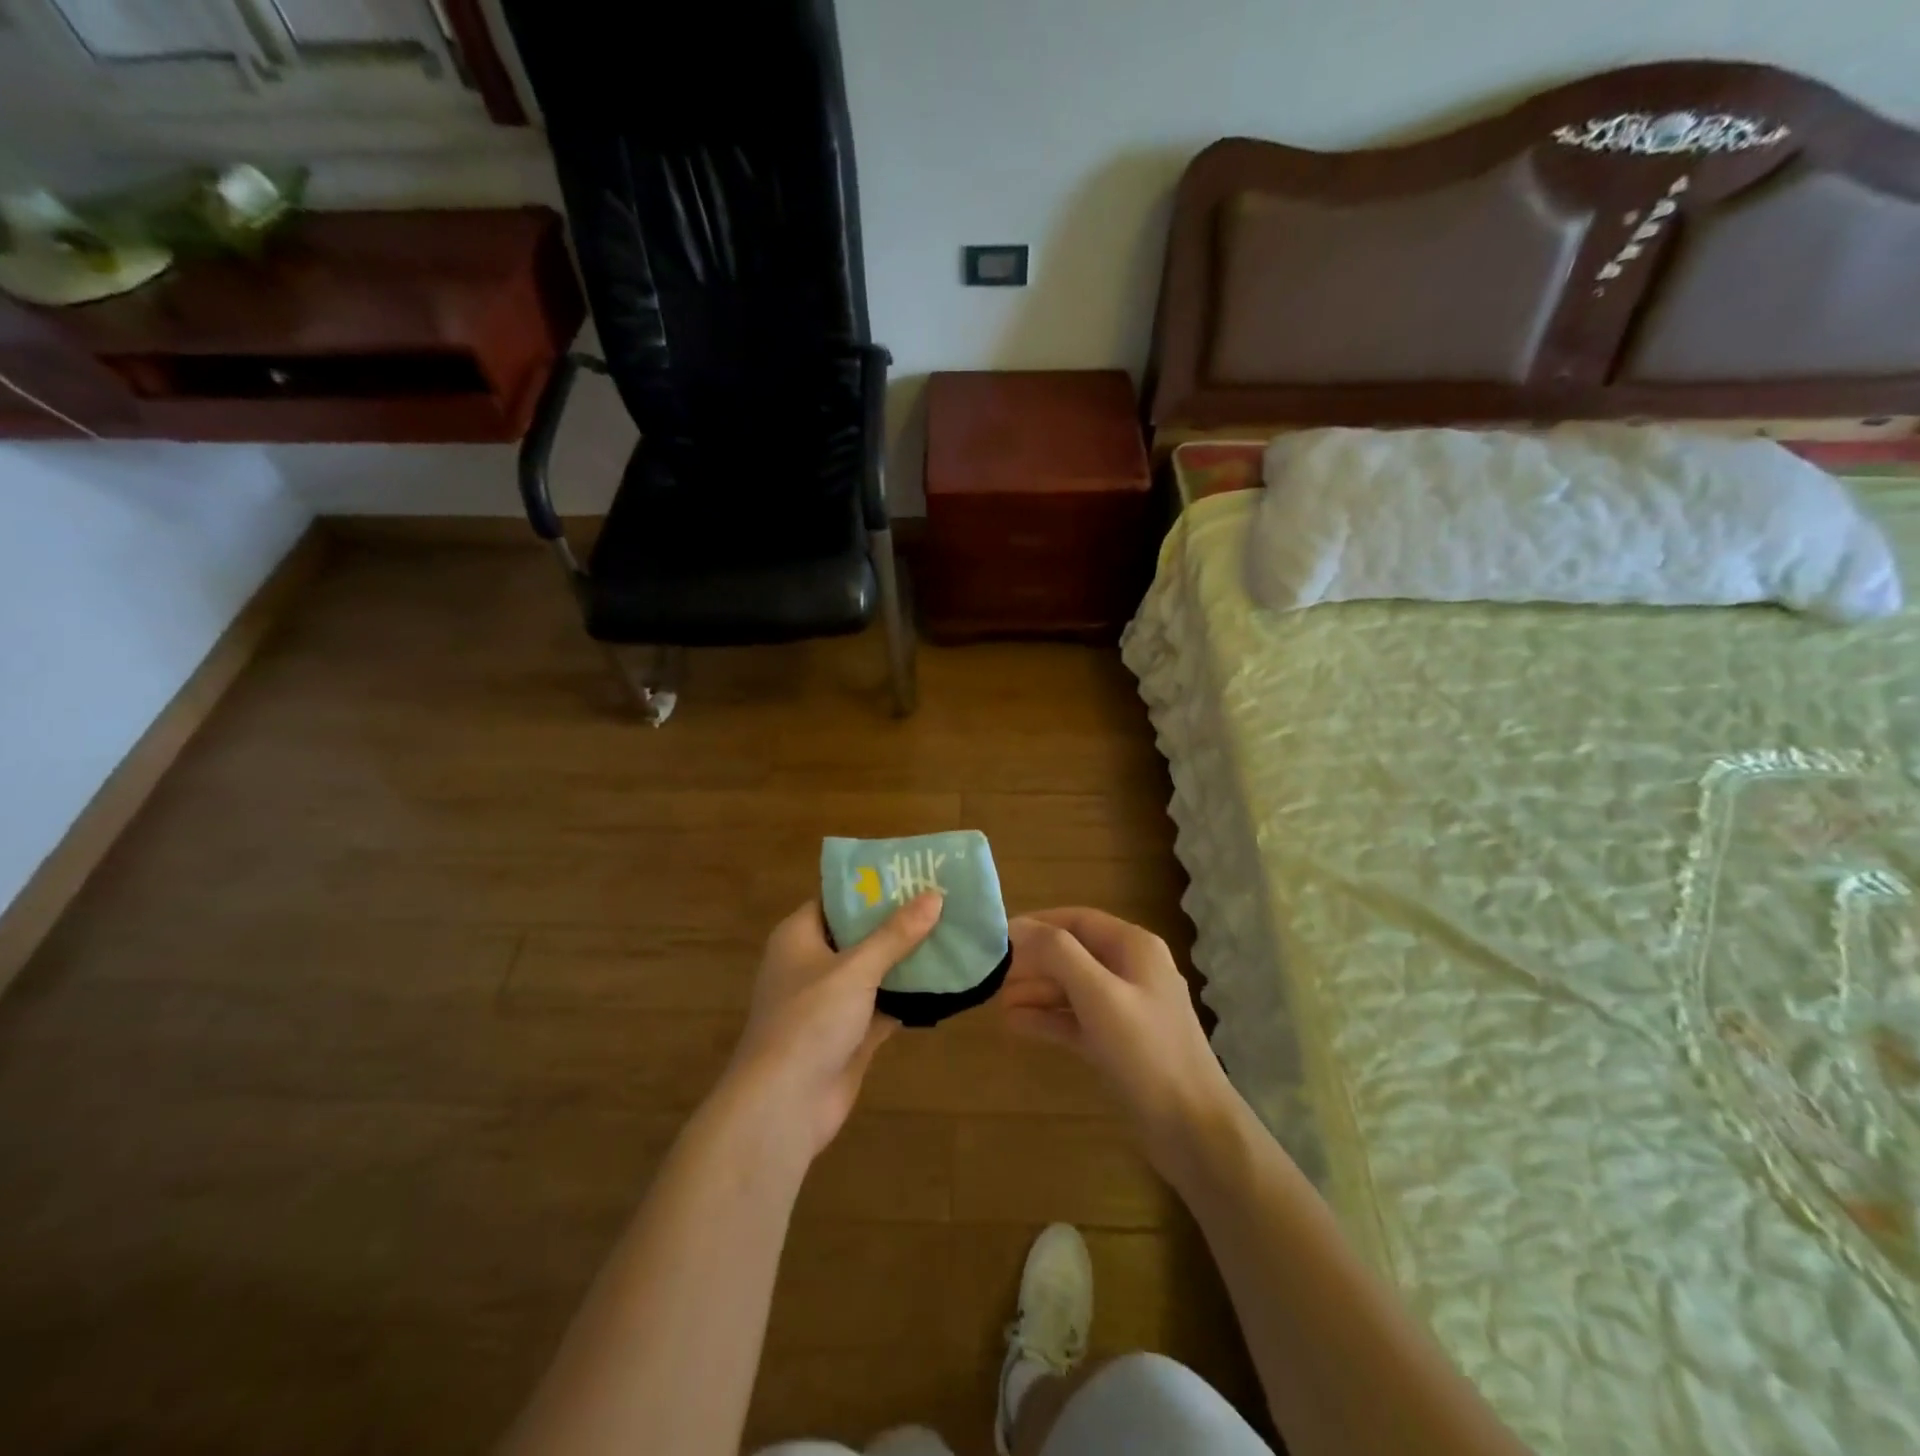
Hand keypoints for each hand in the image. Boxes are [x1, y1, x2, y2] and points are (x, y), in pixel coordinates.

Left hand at [725, 893, 942, 1160]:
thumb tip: (934, 896)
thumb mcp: (855, 969)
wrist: (784, 1105)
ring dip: (907, 959)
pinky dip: (909, 996)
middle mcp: (812, 964)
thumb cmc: (809, 1021)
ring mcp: (830, 1002)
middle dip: (898, 922)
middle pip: (859, 934)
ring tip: (952, 933)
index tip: (913, 873)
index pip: (837, 900)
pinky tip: (945, 982)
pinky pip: (883, 1005)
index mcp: (799, 937)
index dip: (872, 886)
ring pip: (874, 971)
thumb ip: (895, 934)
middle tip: (942, 901)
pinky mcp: (849, 1034)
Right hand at [997, 908, 1237, 1175]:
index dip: (1038, 924)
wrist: (1193, 1128)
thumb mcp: (1099, 994)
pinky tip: (1016, 1024)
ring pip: (1073, 988)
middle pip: (1074, 953)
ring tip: (996, 1001)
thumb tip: (1017, 926)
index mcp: (1135, 947)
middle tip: (993, 975)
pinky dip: (1049, 1018)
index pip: (1078, 920)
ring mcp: (1127, 1008)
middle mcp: (1132, 970)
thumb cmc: (1146, 1051)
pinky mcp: (1120, 1043)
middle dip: (1034, 962)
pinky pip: (1077, 1019)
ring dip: (1037, 991)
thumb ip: (1058, 954)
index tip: (998, 937)